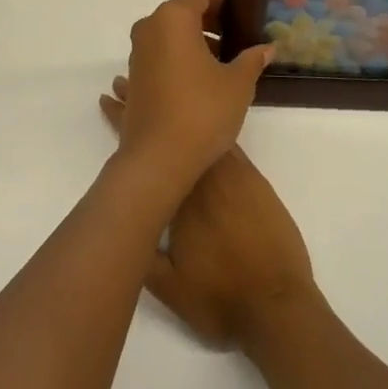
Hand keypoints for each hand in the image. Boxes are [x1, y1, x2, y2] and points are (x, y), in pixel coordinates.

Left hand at [99, 0, 271, 193]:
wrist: (158, 158)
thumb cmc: (203, 111)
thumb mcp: (238, 84)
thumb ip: (252, 59)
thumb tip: (266, 48)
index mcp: (173, 18)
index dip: (222, 1)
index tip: (240, 19)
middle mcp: (149, 28)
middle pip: (181, 12)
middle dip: (209, 23)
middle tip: (235, 42)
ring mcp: (136, 54)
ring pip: (168, 36)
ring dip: (193, 43)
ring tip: (220, 66)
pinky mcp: (133, 78)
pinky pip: (158, 56)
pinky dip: (176, 59)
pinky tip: (196, 84)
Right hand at [102, 74, 316, 348]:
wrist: (279, 306)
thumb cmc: (221, 300)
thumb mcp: (168, 289)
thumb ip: (140, 256)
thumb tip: (118, 226)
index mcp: (177, 199)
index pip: (145, 152)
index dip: (124, 122)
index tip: (108, 100)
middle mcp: (202, 177)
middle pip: (168, 130)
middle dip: (143, 104)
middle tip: (123, 83)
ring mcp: (231, 174)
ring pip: (196, 128)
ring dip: (174, 109)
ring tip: (157, 90)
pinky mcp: (253, 179)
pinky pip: (226, 140)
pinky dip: (209, 123)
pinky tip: (200, 114)